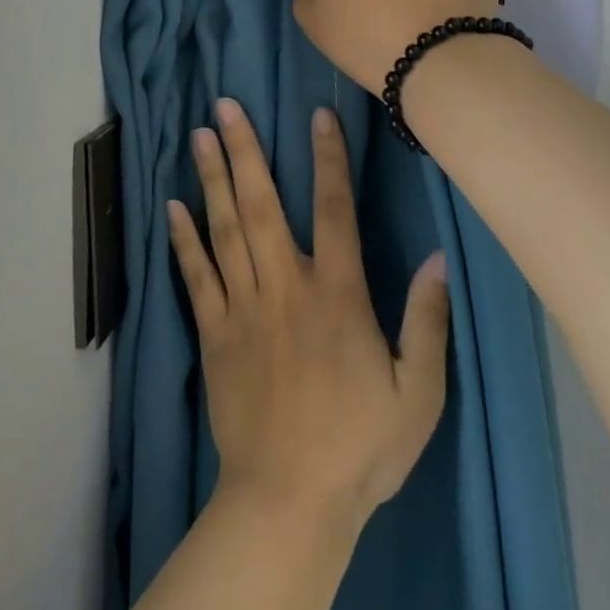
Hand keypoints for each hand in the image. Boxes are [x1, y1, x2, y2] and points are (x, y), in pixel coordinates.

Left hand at [169, 99, 449, 523]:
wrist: (289, 503)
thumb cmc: (360, 447)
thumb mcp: (418, 392)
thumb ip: (427, 321)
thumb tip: (437, 257)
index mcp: (337, 295)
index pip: (334, 210)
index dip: (327, 158)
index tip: (316, 115)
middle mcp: (285, 288)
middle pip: (262, 205)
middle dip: (244, 150)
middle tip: (223, 106)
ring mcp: (243, 309)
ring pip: (224, 230)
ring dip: (212, 178)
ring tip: (198, 136)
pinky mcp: (214, 335)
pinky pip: (196, 277)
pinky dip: (183, 239)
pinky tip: (172, 207)